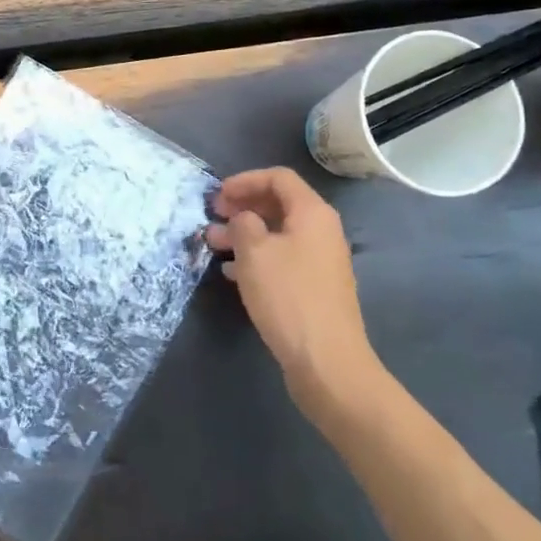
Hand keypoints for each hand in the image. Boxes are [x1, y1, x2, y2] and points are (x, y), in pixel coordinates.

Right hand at [207, 167, 383, 414]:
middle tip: (213, 217)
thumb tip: (243, 218)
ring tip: (213, 245)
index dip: (245, 180)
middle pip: (278, 204)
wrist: (327, 363)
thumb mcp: (254, 252)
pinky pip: (282, 259)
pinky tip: (232, 273)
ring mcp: (320, 262)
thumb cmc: (288, 296)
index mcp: (312, 213)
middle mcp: (321, 231)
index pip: (278, 178)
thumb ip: (243, 223)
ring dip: (244, 234)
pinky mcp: (314, 289)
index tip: (218, 195)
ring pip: (277, 234)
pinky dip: (256, 258)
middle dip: (242, 207)